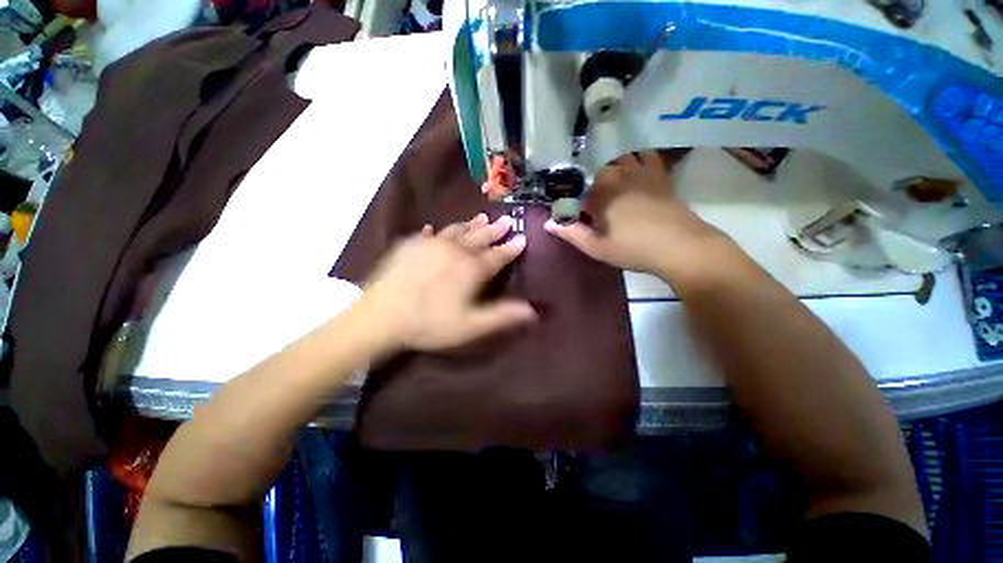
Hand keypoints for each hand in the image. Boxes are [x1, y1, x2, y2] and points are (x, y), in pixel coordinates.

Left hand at [360, 214, 535, 350]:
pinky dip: (437, 232)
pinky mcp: (409, 245)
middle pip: (479, 237)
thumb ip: (502, 315)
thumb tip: (533, 310)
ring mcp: (430, 245)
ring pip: (457, 230)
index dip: (511, 248)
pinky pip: (428, 234)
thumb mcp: (471, 326)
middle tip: (506, 220)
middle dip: (495, 230)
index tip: (522, 238)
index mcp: (471, 269)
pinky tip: (436, 229)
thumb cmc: (430, 323)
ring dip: (472, 224)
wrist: (380, 316)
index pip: (497, 255)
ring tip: (482, 217)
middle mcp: (454, 251)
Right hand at [544, 151, 728, 276]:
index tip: (575, 214)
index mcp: (597, 192)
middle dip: (590, 184)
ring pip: (617, 158)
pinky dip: (636, 157)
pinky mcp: (658, 172)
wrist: (679, 246)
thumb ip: (570, 233)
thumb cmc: (632, 248)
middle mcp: (615, 174)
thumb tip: (547, 224)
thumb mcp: (595, 247)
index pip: (575, 191)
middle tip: (592, 201)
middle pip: (595, 171)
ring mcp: (639, 170)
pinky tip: (634, 168)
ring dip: (610, 167)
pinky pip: (644, 155)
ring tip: (610, 183)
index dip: (572, 202)